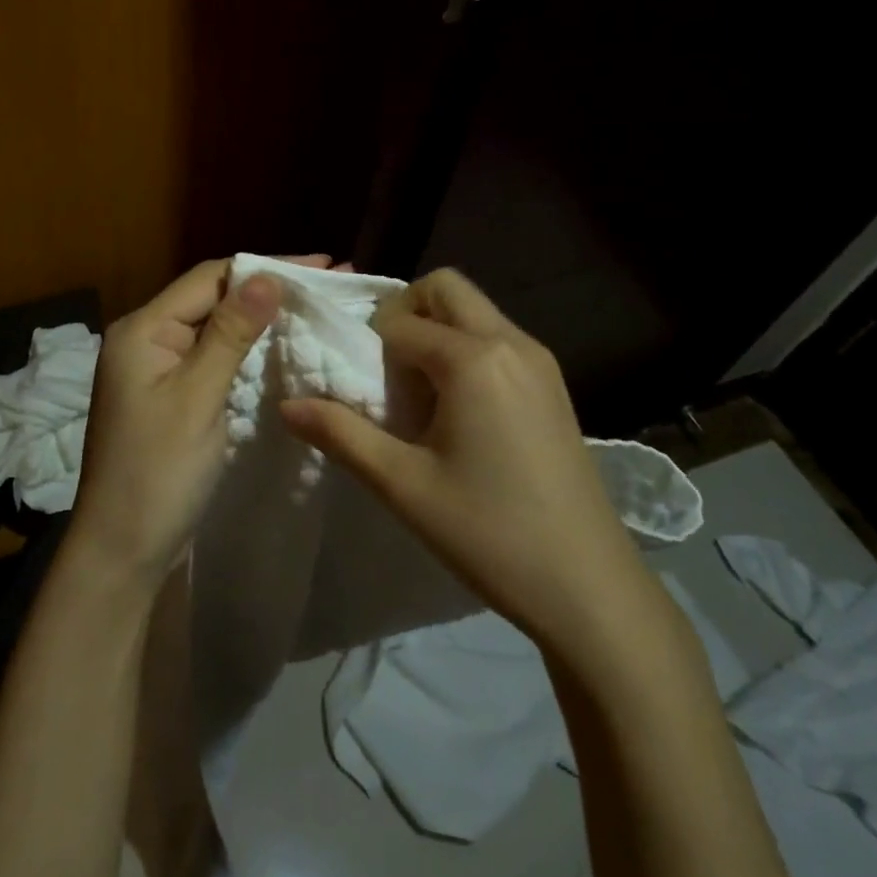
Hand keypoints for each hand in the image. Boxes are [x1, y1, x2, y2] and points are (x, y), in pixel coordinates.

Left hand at [71, 256, 338, 584]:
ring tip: (315, 308)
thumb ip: (230, 334)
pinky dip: (249, 348)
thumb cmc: (157, 473)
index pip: (210, 278)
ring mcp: (159, 368)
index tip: (322, 266)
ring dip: (262, 317)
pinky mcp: (173, 394)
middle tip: (328, 285)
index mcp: (142, 330)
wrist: (122, 551)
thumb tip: (267, 276)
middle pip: (213, 297)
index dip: (265, 267)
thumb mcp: (197, 398)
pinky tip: (283, 345)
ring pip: (217, 327)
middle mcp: (147, 339)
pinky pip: (215, 356)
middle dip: (268, 289)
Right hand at [280, 268, 657, 655]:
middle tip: (385, 372)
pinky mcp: (554, 384)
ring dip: (436, 332)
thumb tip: (285, 405)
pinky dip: (465, 350)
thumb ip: (341, 434)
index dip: (367, 348)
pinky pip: (497, 339)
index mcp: (473, 358)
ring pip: (474, 311)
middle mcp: (511, 342)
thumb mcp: (403, 485)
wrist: (590, 587)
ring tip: (420, 397)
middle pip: (445, 289)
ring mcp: (540, 361)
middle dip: (404, 314)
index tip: (360, 392)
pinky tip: (458, 412)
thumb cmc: (490, 533)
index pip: (399, 321)